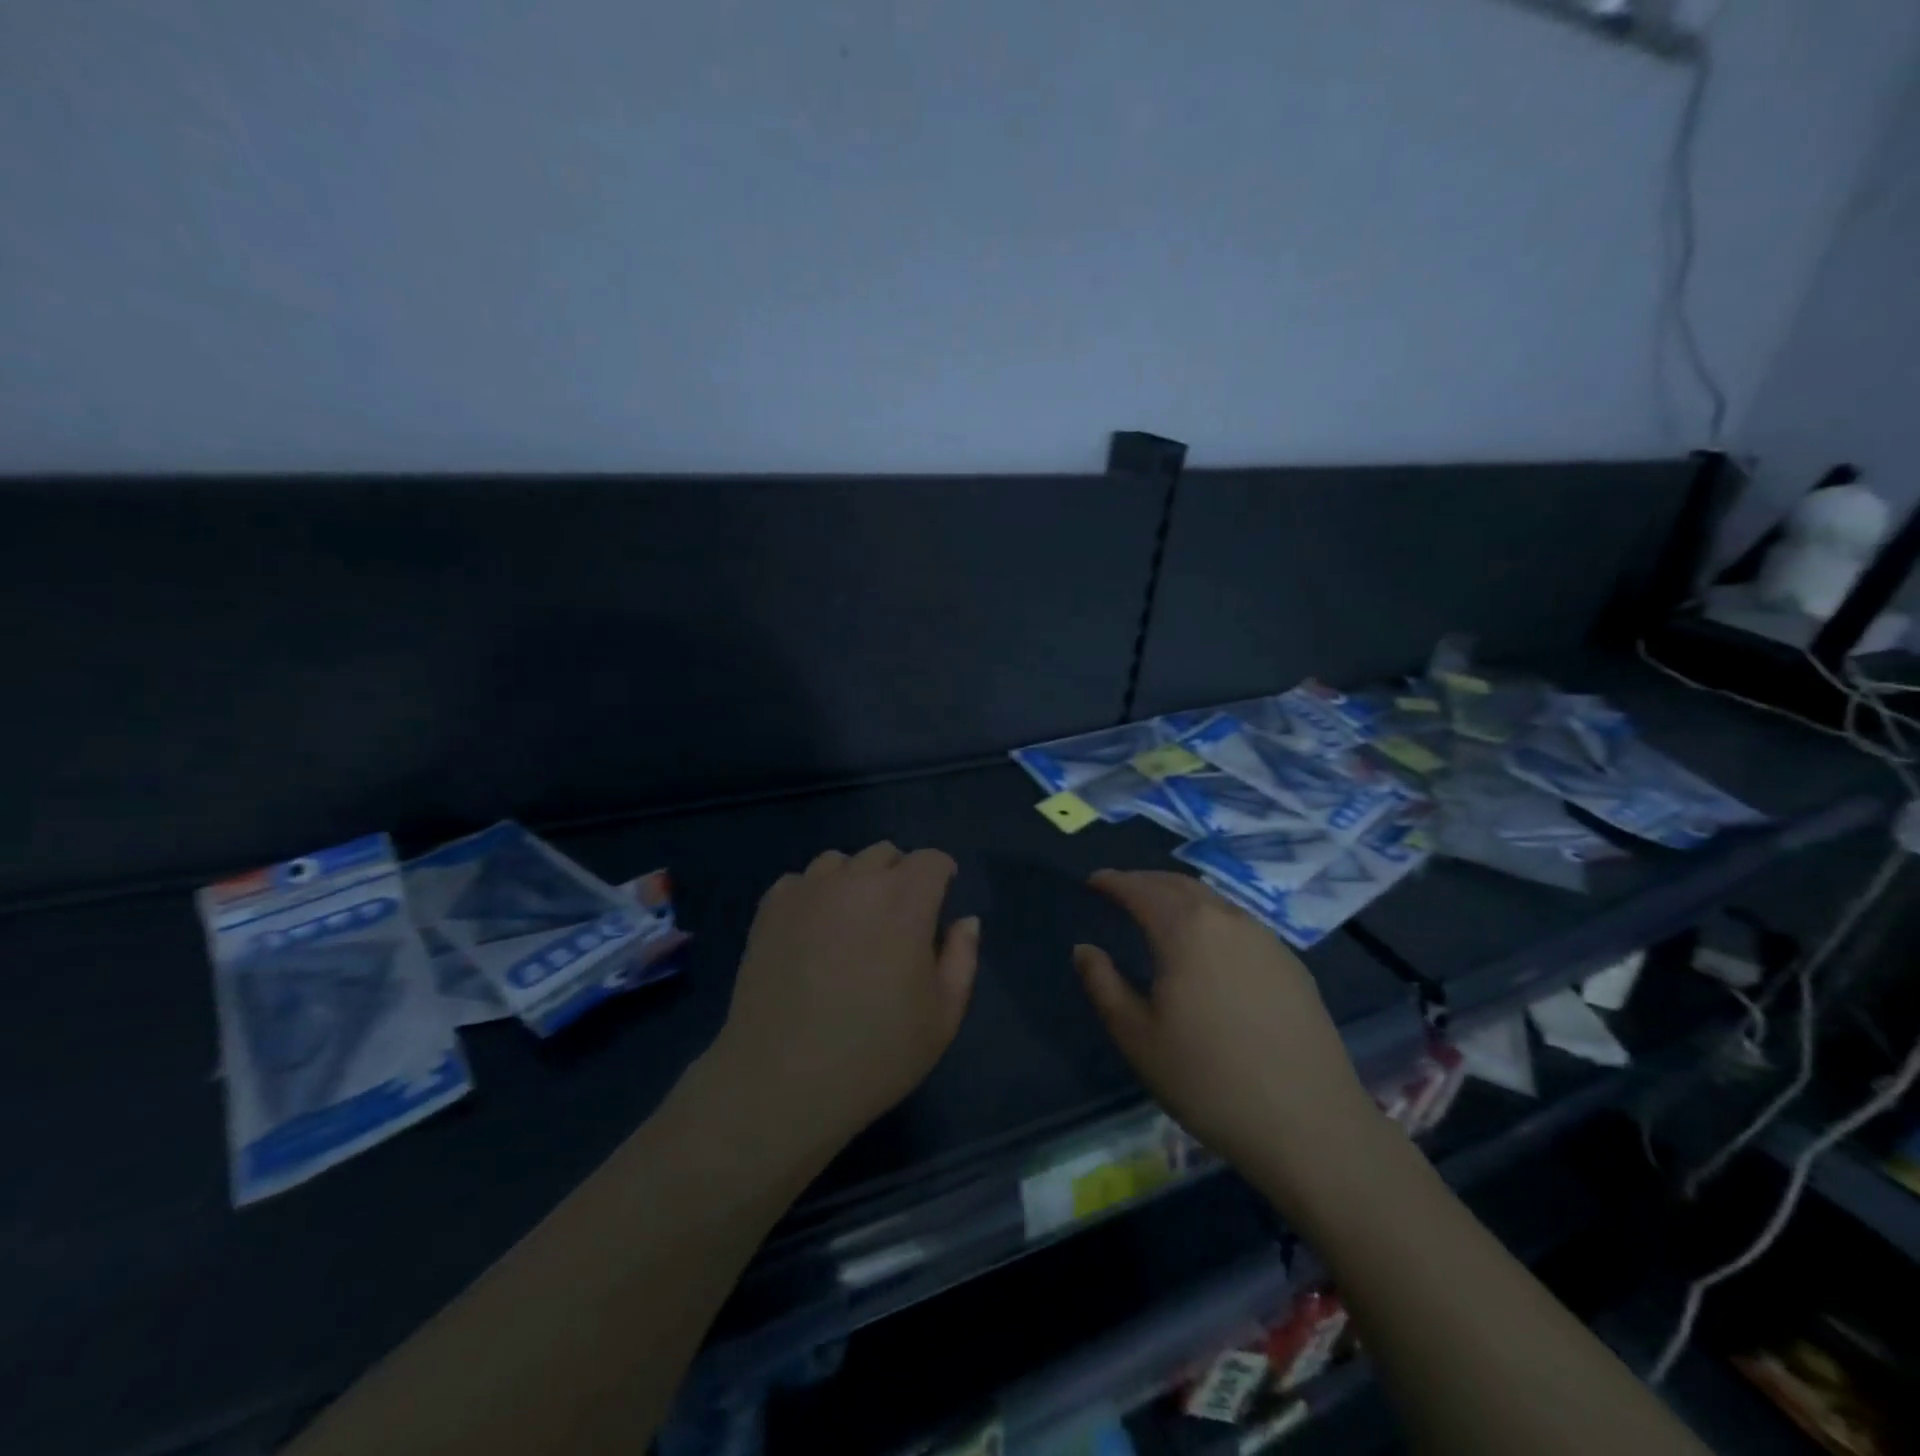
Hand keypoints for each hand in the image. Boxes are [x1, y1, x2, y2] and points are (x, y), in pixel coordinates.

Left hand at [707, 843, 979, 1155]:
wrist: (781, 1083)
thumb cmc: (874, 1055)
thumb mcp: (942, 1018)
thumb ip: (961, 959)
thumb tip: (965, 921)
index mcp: (904, 901)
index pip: (931, 860)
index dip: (942, 876)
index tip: (940, 902)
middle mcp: (856, 881)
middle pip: (886, 853)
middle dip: (900, 875)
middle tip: (897, 920)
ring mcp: (808, 891)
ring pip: (839, 861)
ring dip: (854, 880)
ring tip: (851, 922)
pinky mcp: (770, 908)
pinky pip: (800, 881)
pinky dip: (813, 894)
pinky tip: (811, 932)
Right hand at [1073, 870, 1380, 1185]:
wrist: (1310, 1124)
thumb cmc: (1208, 1080)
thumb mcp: (1137, 1037)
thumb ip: (1103, 985)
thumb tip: (1084, 949)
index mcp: (1186, 930)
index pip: (1141, 890)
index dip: (1114, 882)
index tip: (1093, 881)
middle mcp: (1228, 920)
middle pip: (1180, 885)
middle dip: (1146, 881)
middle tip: (1122, 890)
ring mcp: (1266, 940)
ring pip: (1214, 901)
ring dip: (1180, 897)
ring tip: (1160, 912)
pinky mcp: (1292, 965)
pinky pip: (1240, 924)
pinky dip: (1211, 918)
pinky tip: (1208, 946)